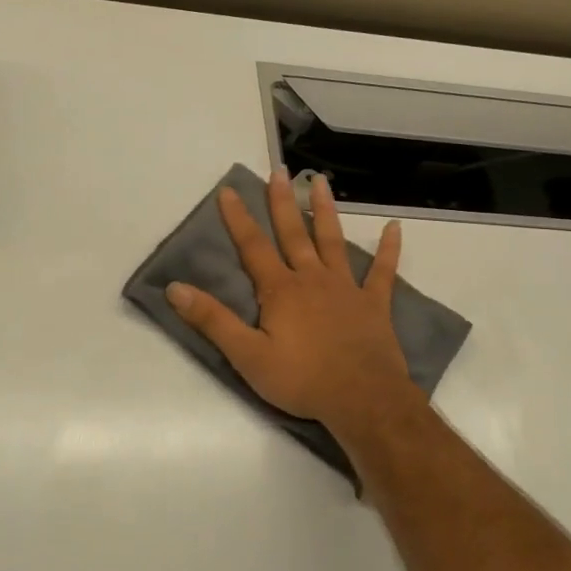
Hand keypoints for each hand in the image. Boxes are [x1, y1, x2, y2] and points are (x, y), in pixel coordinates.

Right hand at [165, 170, 422, 433]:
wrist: (363, 399)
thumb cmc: (301, 379)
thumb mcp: (247, 355)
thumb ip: (212, 320)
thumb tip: (175, 288)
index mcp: (280, 290)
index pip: (253, 246)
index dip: (238, 218)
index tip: (229, 190)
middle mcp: (312, 279)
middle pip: (294, 233)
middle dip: (283, 201)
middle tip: (279, 171)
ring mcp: (346, 288)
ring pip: (333, 241)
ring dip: (326, 211)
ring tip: (321, 182)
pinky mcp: (374, 304)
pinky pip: (383, 272)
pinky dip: (389, 249)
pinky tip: (394, 228)